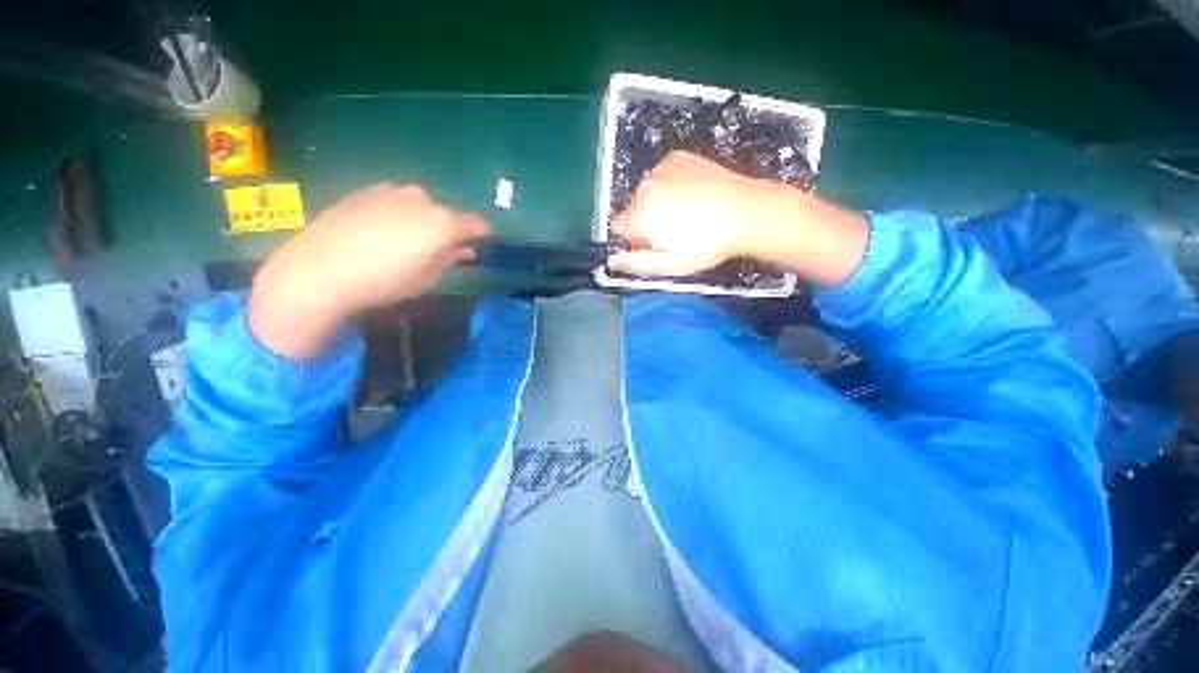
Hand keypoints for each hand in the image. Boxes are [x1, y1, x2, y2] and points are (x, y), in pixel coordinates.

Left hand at [249, 184, 489, 358]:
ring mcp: (391, 190)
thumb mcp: (427, 279)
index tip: (480, 247)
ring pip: (421, 205)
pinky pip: (395, 201)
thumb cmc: (384, 281)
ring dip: (423, 220)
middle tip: (439, 251)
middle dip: (449, 229)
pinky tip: (381, 233)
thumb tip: (465, 250)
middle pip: (448, 213)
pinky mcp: (365, 190)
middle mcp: (422, 199)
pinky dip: (398, 214)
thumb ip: (451, 259)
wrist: (318, 270)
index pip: (479, 223)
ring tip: (406, 243)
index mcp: (443, 222)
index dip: (484, 235)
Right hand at [607, 151, 768, 276]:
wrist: (746, 211)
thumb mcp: (670, 264)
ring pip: (648, 191)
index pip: (619, 227)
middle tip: (676, 231)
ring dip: (659, 202)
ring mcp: (661, 169)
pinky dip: (670, 184)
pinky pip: (663, 174)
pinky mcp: (678, 157)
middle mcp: (644, 188)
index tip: (656, 244)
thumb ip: (636, 263)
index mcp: (639, 216)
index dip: (636, 239)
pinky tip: (692, 194)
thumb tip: (611, 261)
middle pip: (633, 208)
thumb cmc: (706, 245)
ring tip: (688, 213)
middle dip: (646, 220)